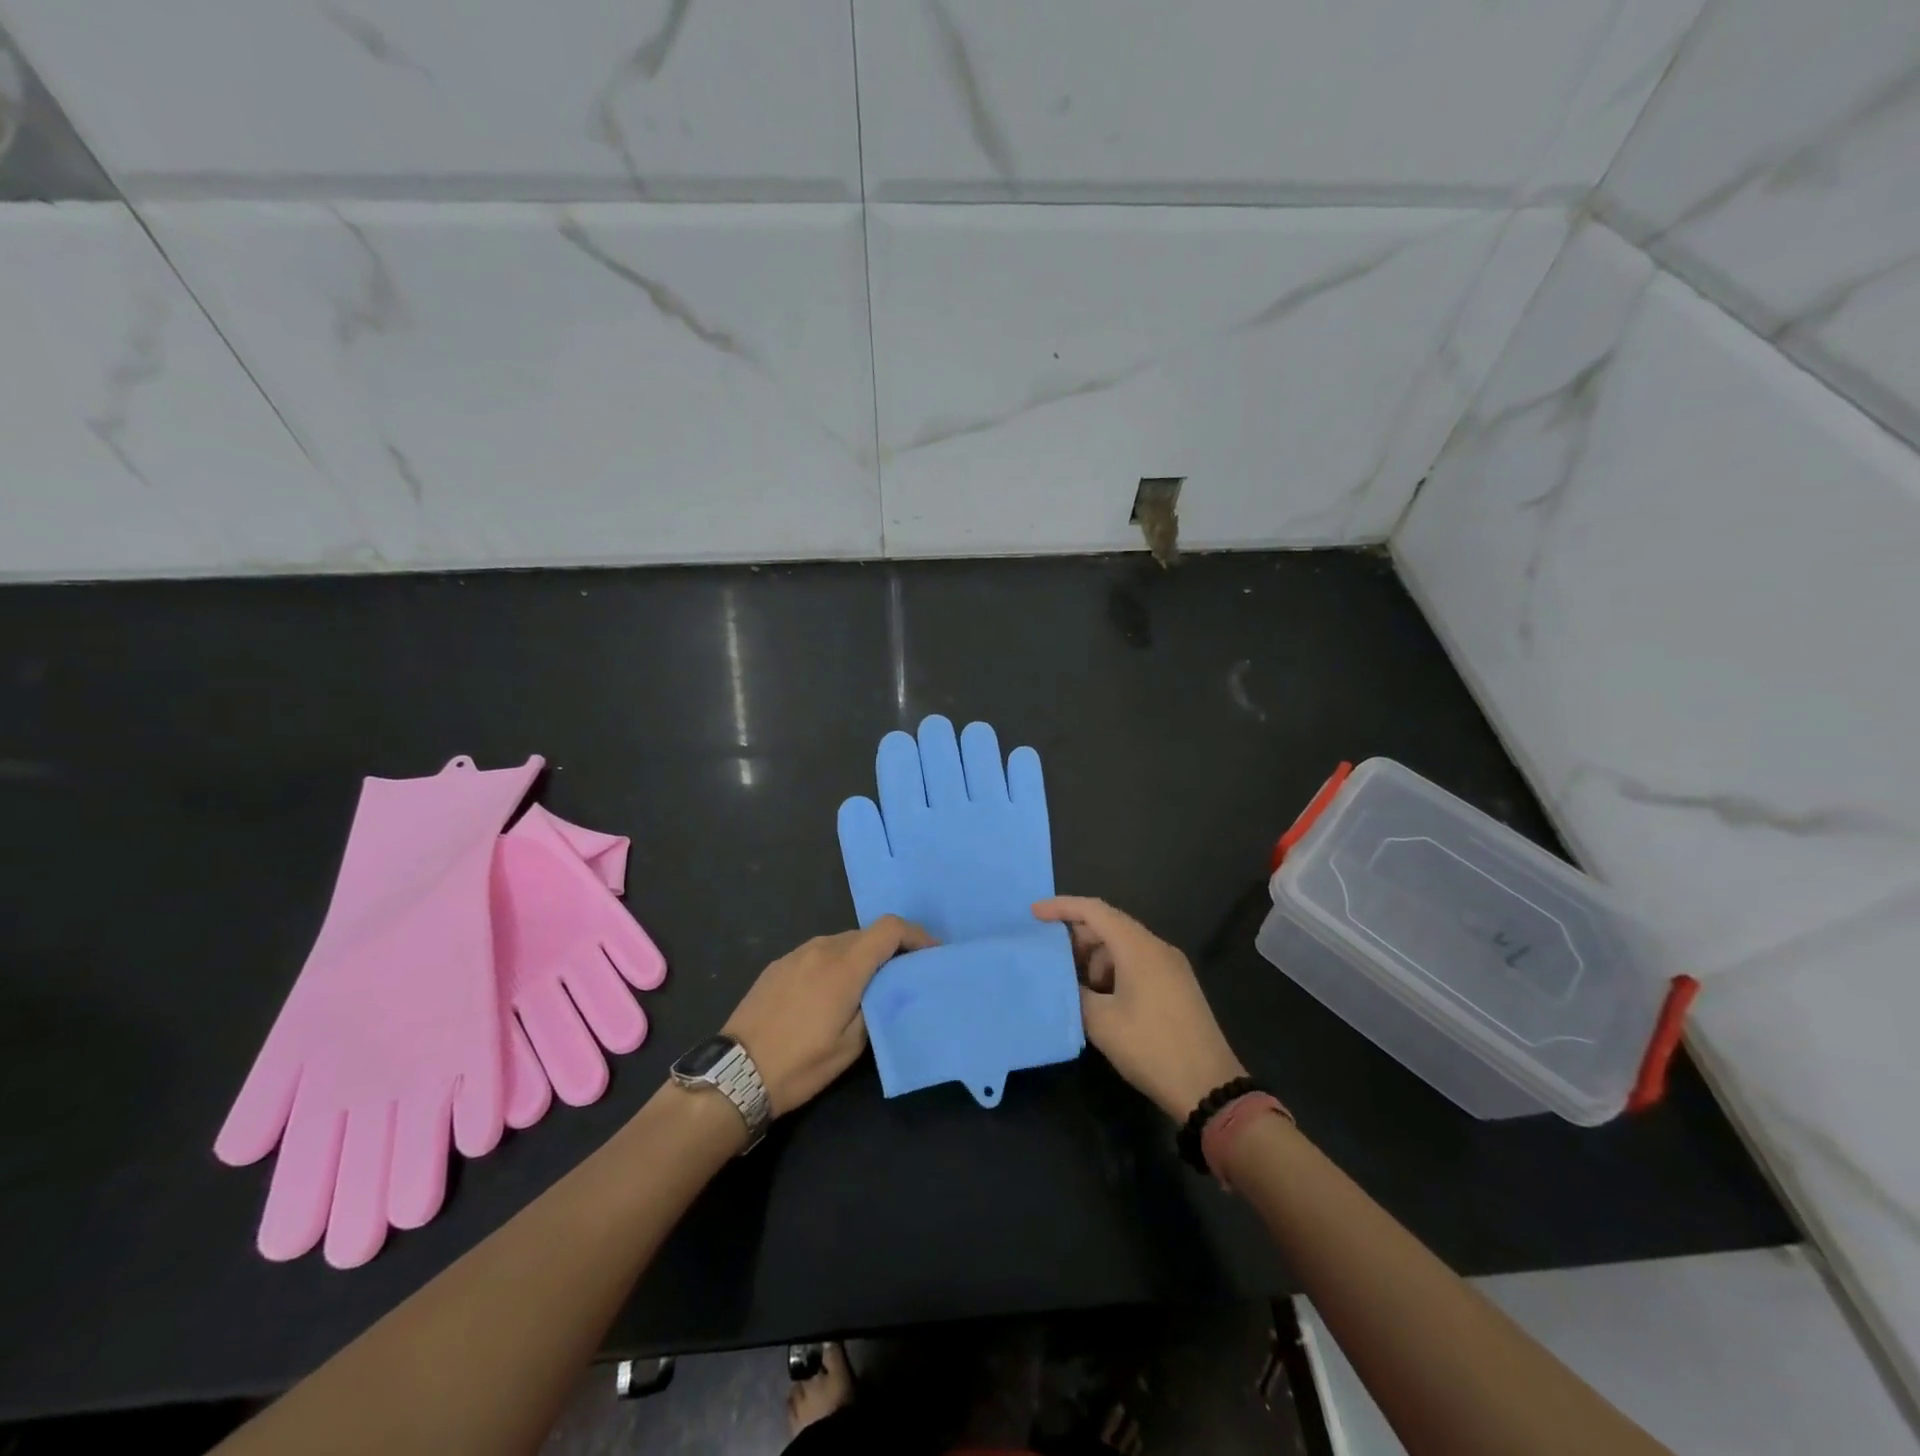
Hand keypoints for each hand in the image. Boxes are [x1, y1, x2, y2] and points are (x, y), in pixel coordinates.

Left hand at [724, 916, 933, 1115]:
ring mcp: (796, 953)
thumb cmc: (799, 1064)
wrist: (734, 1074)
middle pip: (867, 934)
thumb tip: (890, 988)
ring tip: (867, 988)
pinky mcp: (777, 965)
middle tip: (903, 977)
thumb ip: (876, 1007)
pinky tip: (829, 993)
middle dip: (890, 949)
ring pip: (841, 943)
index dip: (916, 935)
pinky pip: (817, 953)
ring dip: (861, 957)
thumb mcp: (851, 1046)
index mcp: (845, 966)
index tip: (931, 954)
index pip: (890, 929)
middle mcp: (822, 948)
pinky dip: (834, 963)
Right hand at [1033, 897, 1244, 1120]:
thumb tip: (1065, 981)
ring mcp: (1170, 966)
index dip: (1061, 907)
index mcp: (1138, 947)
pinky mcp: (1177, 986)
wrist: (1209, 1086)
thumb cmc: (1151, 1047)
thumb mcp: (1101, 1022)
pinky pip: (1137, 963)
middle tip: (1050, 958)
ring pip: (1123, 946)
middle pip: (1109, 925)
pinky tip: (1099, 999)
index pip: (1094, 910)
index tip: (1034, 914)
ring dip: (1095, 959)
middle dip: (1076, 937)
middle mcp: (1156, 947)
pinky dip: (1113, 971)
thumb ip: (1075, 992)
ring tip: (1074, 986)